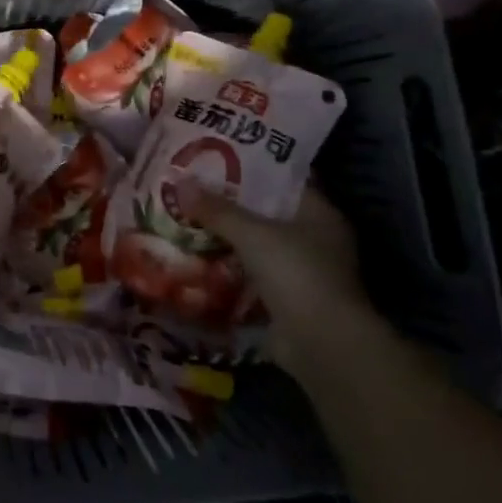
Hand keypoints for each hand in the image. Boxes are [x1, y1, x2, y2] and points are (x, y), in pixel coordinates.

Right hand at [191, 186, 370, 371]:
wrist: (321, 344)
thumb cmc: (296, 273)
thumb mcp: (252, 234)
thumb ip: (217, 210)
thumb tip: (179, 183)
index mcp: (319, 214)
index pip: (284, 180)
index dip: (251, 168)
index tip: (215, 157)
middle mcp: (315, 239)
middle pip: (266, 213)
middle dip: (230, 204)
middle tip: (191, 188)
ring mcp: (302, 272)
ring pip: (256, 246)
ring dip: (226, 238)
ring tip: (185, 219)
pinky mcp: (286, 300)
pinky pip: (250, 275)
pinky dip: (228, 269)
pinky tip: (195, 258)